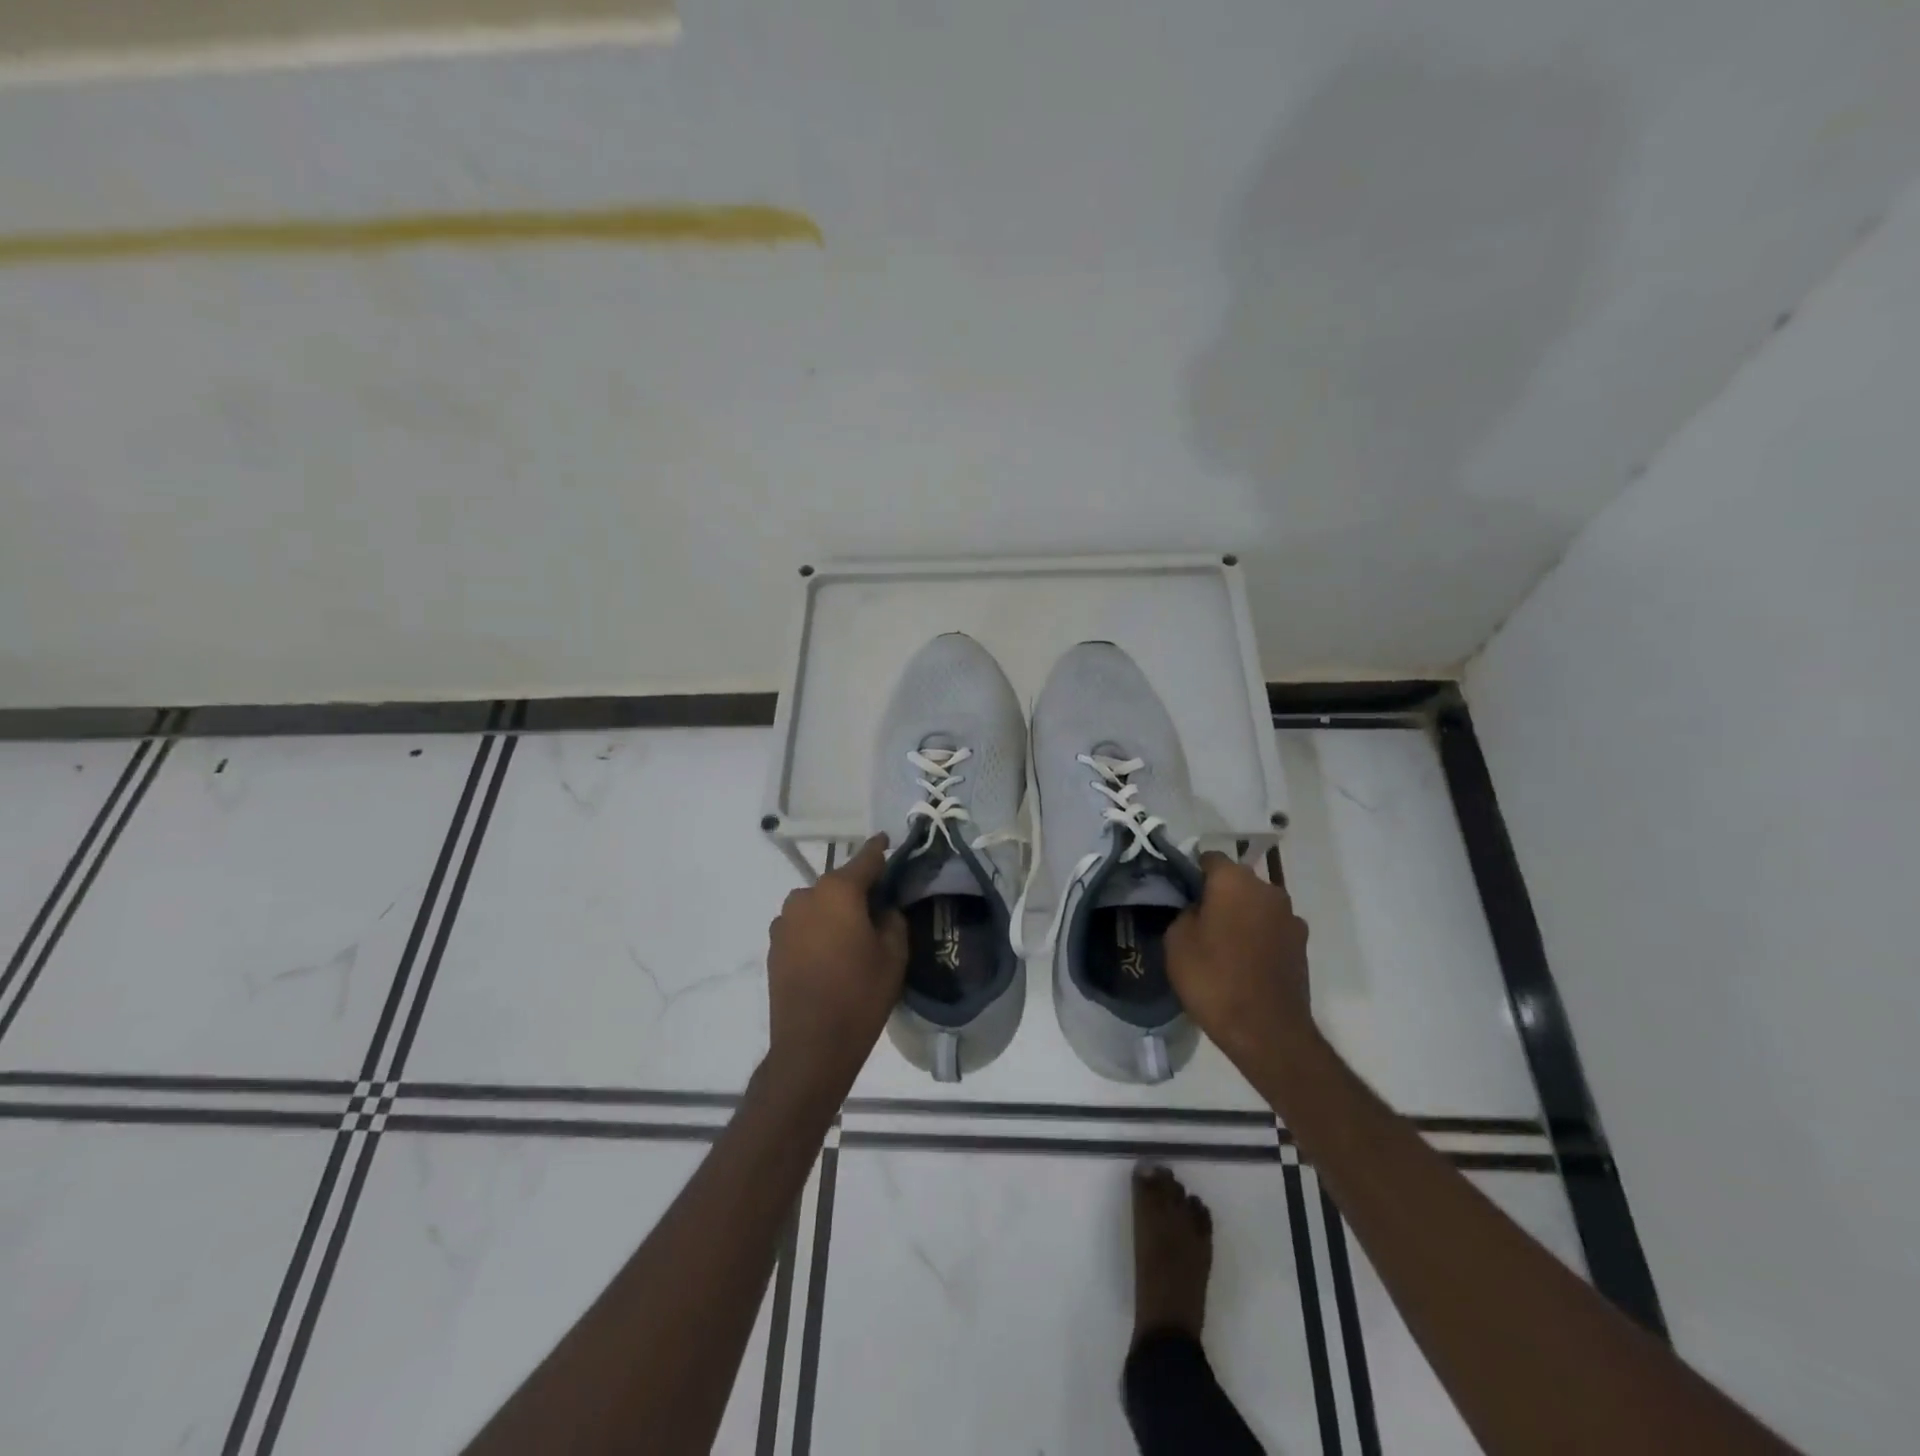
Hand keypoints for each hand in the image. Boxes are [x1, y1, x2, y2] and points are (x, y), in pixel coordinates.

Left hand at [765, 834, 907, 1097]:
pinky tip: (830, 956)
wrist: (811, 1046)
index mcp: (838, 891)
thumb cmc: (860, 995)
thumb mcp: (894, 955)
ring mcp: (784, 921)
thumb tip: (882, 909)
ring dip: (835, 912)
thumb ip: (892, 919)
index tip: (887, 840)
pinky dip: (818, 931)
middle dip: (858, 890)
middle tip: (879, 910)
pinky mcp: (774, 945)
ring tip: (852, 938)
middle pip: (839, 883)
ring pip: (819, 905)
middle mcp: (806, 896)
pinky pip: (803, 926)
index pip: (866, 859)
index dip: (880, 849)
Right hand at [1165, 852, 1314, 1074]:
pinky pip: (1271, 928)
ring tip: (1222, 943)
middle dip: (1218, 893)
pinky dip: (1258, 936)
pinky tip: (1244, 961)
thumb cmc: (1213, 979)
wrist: (1267, 1032)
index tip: (1179, 892)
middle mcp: (1268, 890)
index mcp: (1235, 881)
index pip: (1210, 858)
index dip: (1192, 872)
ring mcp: (1290, 917)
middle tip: (1197, 919)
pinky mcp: (1302, 945)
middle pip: (1236, 880)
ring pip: (1256, 904)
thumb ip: (1185, 911)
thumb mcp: (1176, 941)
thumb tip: (1197, 908)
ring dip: (1241, 915)